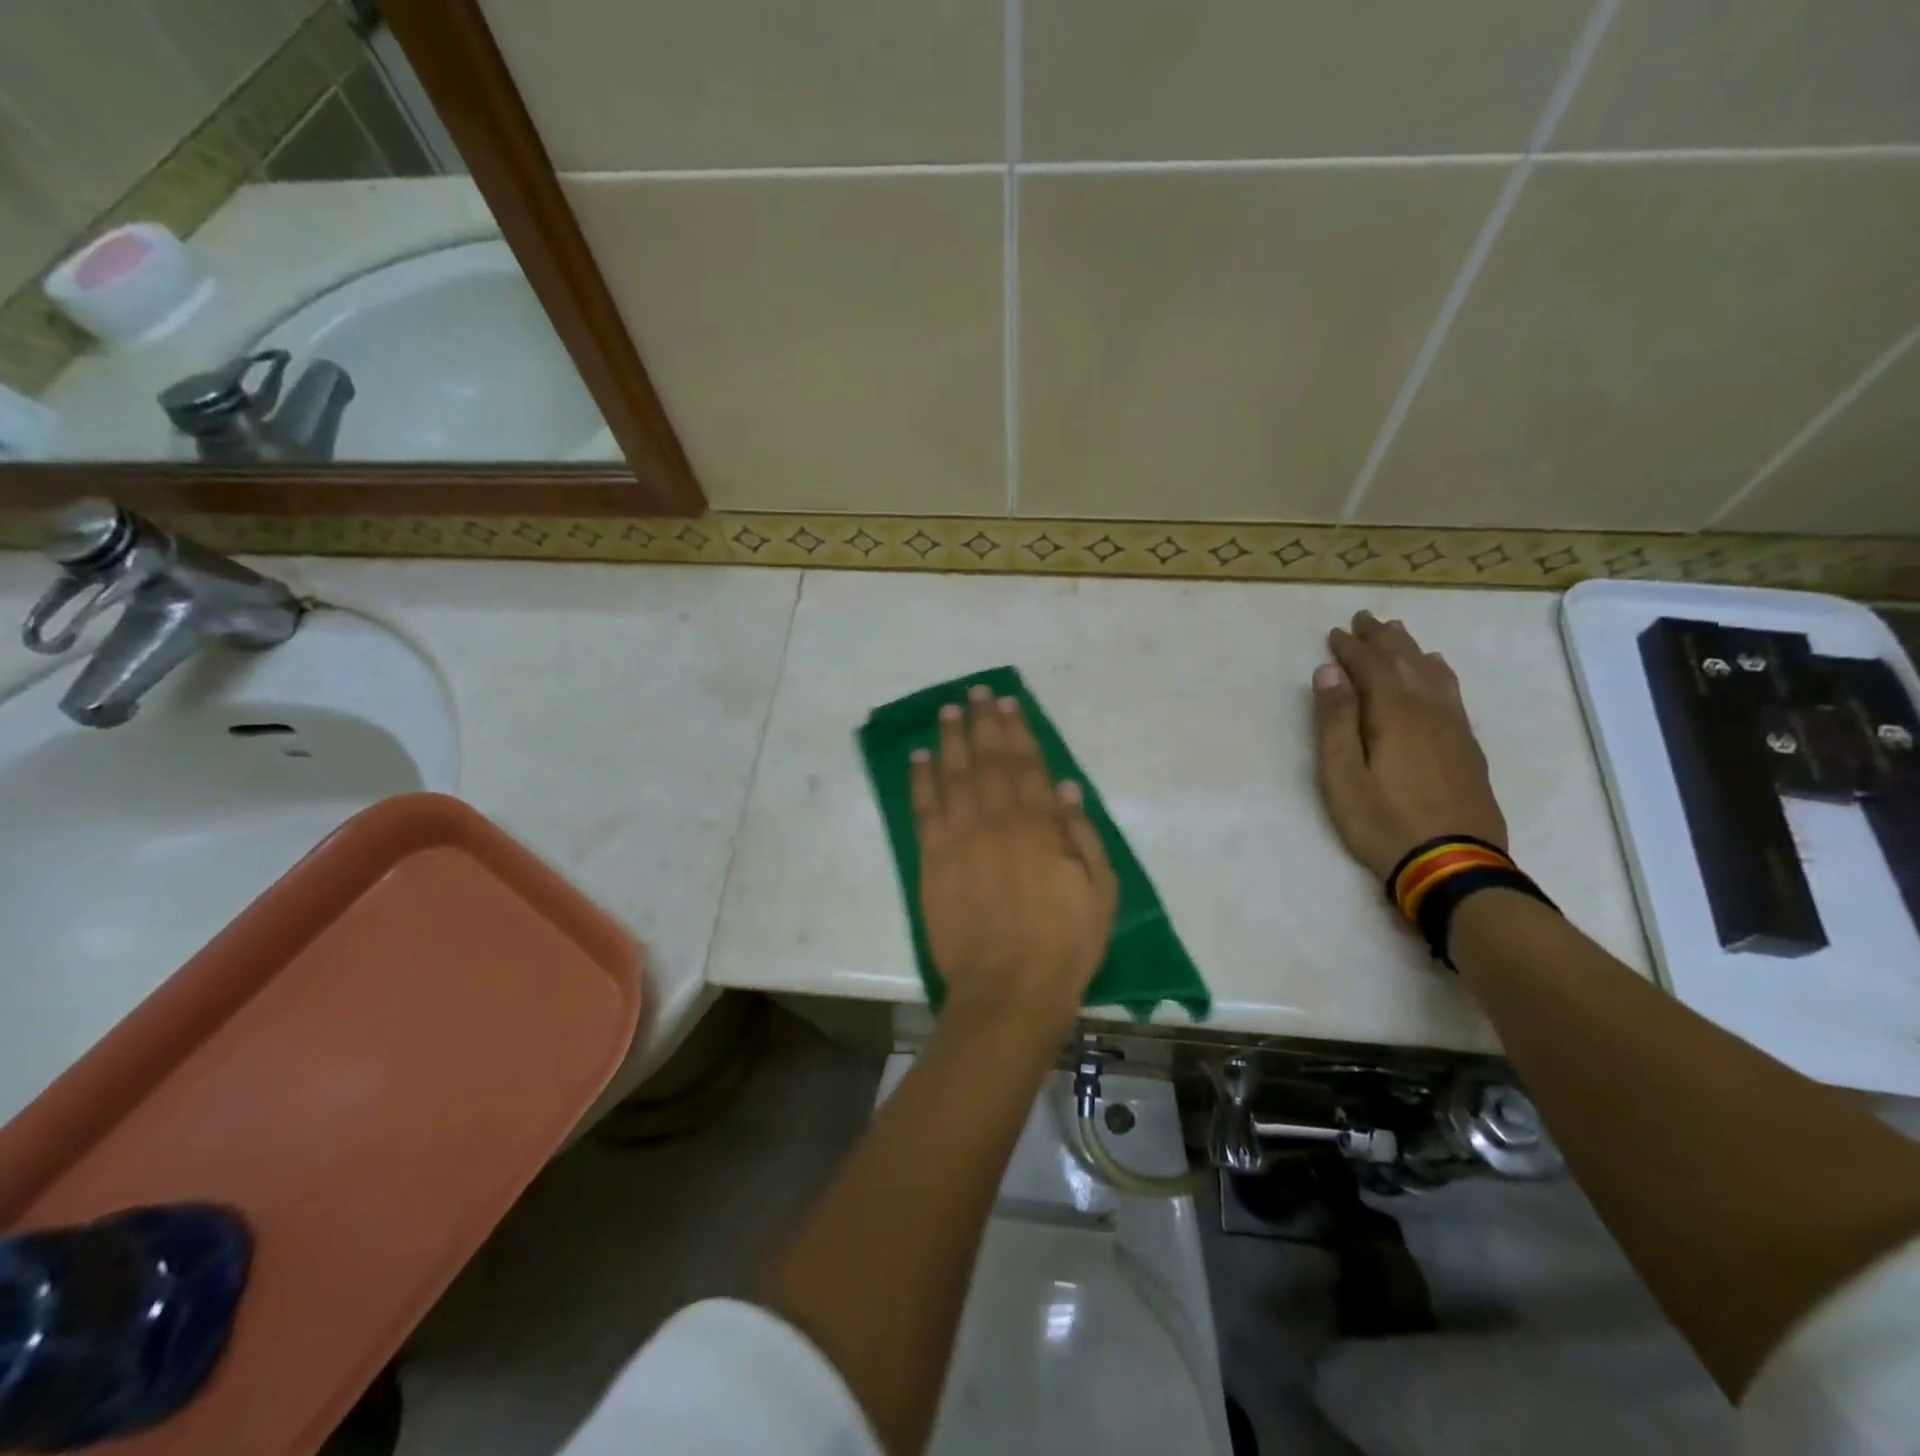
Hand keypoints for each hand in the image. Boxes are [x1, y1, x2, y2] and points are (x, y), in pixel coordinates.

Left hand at [912, 686, 1118, 1035]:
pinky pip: (925, 810)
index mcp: (1040, 825)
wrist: (1008, 989)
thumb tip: (1066, 789)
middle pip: (988, 760)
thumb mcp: (1099, 891)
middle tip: (975, 693)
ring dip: (950, 739)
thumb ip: (1082, 835)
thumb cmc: (1064, 944)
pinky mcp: (933, 860)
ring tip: (948, 711)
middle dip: (982, 723)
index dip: (1017, 731)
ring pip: (953, 775)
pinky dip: (921, 780)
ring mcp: (961, 838)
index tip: (1008, 704)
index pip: (1027, 765)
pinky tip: (919, 758)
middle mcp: (998, 820)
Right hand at [1312, 611, 1507, 881]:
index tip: (1335, 632)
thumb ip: (1334, 721)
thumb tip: (1328, 672)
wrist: (1453, 865)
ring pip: (1433, 673)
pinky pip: (1453, 693)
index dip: (1351, 648)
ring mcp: (1455, 728)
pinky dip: (1438, 672)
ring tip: (1398, 634)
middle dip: (1383, 638)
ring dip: (1411, 650)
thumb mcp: (1342, 775)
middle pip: (1406, 661)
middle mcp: (1430, 710)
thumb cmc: (1383, 822)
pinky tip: (1437, 670)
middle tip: (1365, 619)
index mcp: (1395, 714)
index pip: (1371, 667)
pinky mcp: (1468, 747)